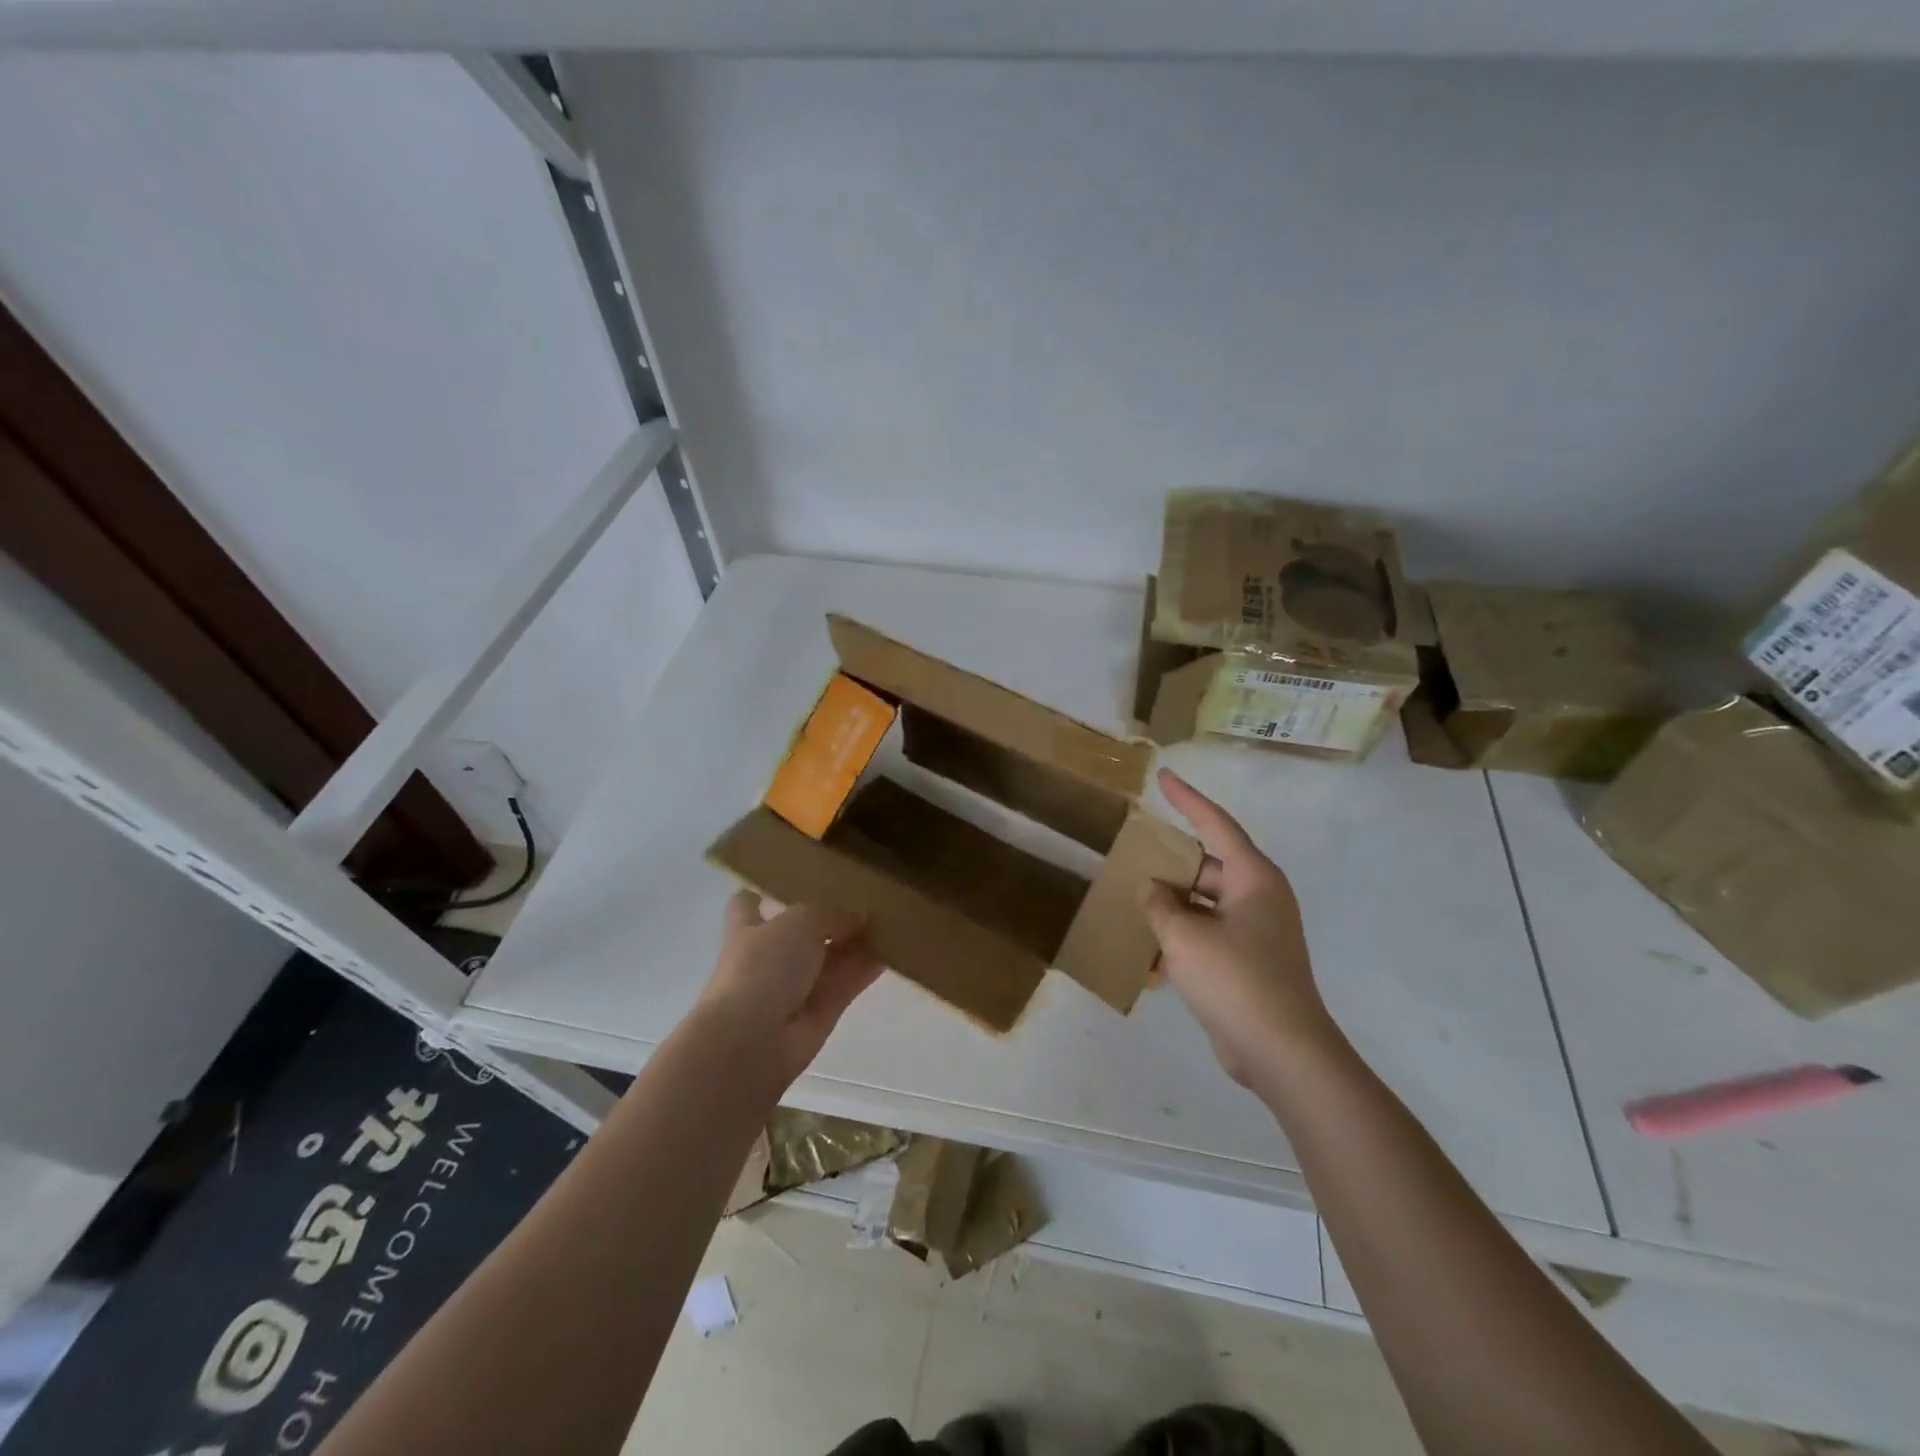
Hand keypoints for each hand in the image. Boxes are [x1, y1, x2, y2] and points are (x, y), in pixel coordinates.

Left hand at [689, 892, 884, 1088]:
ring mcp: (796, 986)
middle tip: (868, 895)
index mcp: (748, 929)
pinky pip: (849, 982)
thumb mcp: (799, 922)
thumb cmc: (762, 968)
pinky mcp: (821, 1011)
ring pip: (832, 957)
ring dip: (857, 942)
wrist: (752, 1041)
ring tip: (892, 918)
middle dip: (831, 916)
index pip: (748, 905)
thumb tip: (859, 918)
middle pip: (803, 931)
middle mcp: (770, 957)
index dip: (764, 893)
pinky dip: (869, 968)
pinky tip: (896, 950)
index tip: (791, 880)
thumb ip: (831, 914)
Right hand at [1143, 768, 1341, 1086]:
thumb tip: (1152, 887)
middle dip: (1172, 863)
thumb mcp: (1184, 936)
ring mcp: (1257, 931)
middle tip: (1133, 855)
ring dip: (1174, 902)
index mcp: (1254, 878)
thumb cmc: (1236, 980)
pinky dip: (1184, 933)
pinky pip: (1210, 932)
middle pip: (1209, 866)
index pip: (1216, 824)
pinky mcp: (1250, 961)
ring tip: (1135, 898)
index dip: (1187, 799)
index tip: (1163, 777)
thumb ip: (1160, 904)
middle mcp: (1260, 898)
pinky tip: (1151, 945)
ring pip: (1206, 902)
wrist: (1282, 1052)